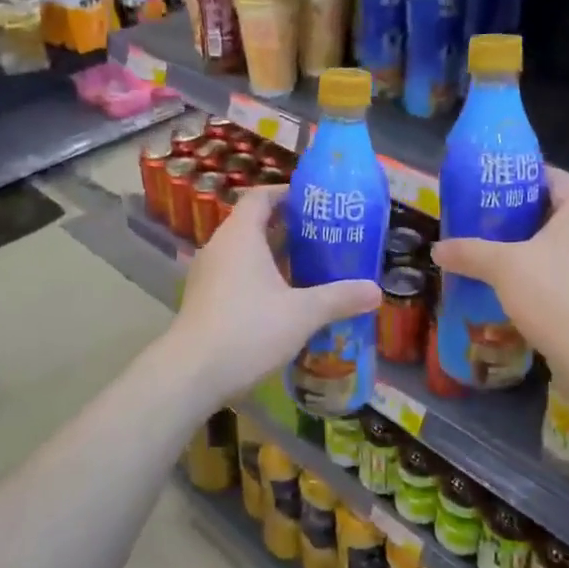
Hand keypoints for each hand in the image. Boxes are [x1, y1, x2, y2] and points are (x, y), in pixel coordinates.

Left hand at [163, 183, 381, 408]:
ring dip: (275, 257)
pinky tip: (285, 301)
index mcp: (240, 235)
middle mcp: (220, 247)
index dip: (287, 194)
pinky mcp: (204, 300)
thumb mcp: (302, 313)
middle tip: (324, 237)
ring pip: (245, 253)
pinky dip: (260, 279)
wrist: (192, 374)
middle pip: (254, 224)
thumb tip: (376, 291)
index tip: (316, 202)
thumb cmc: (248, 329)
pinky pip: (236, 276)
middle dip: (289, 229)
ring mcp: (208, 275)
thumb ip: (339, 298)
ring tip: (311, 268)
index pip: (261, 196)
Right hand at [432, 167, 568, 365]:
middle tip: (488, 224)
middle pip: (560, 213)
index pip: (553, 178)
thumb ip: (468, 252)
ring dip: (538, 251)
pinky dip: (551, 277)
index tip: (491, 188)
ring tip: (502, 259)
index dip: (520, 179)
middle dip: (524, 218)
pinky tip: (524, 292)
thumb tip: (437, 250)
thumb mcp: (502, 267)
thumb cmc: (554, 294)